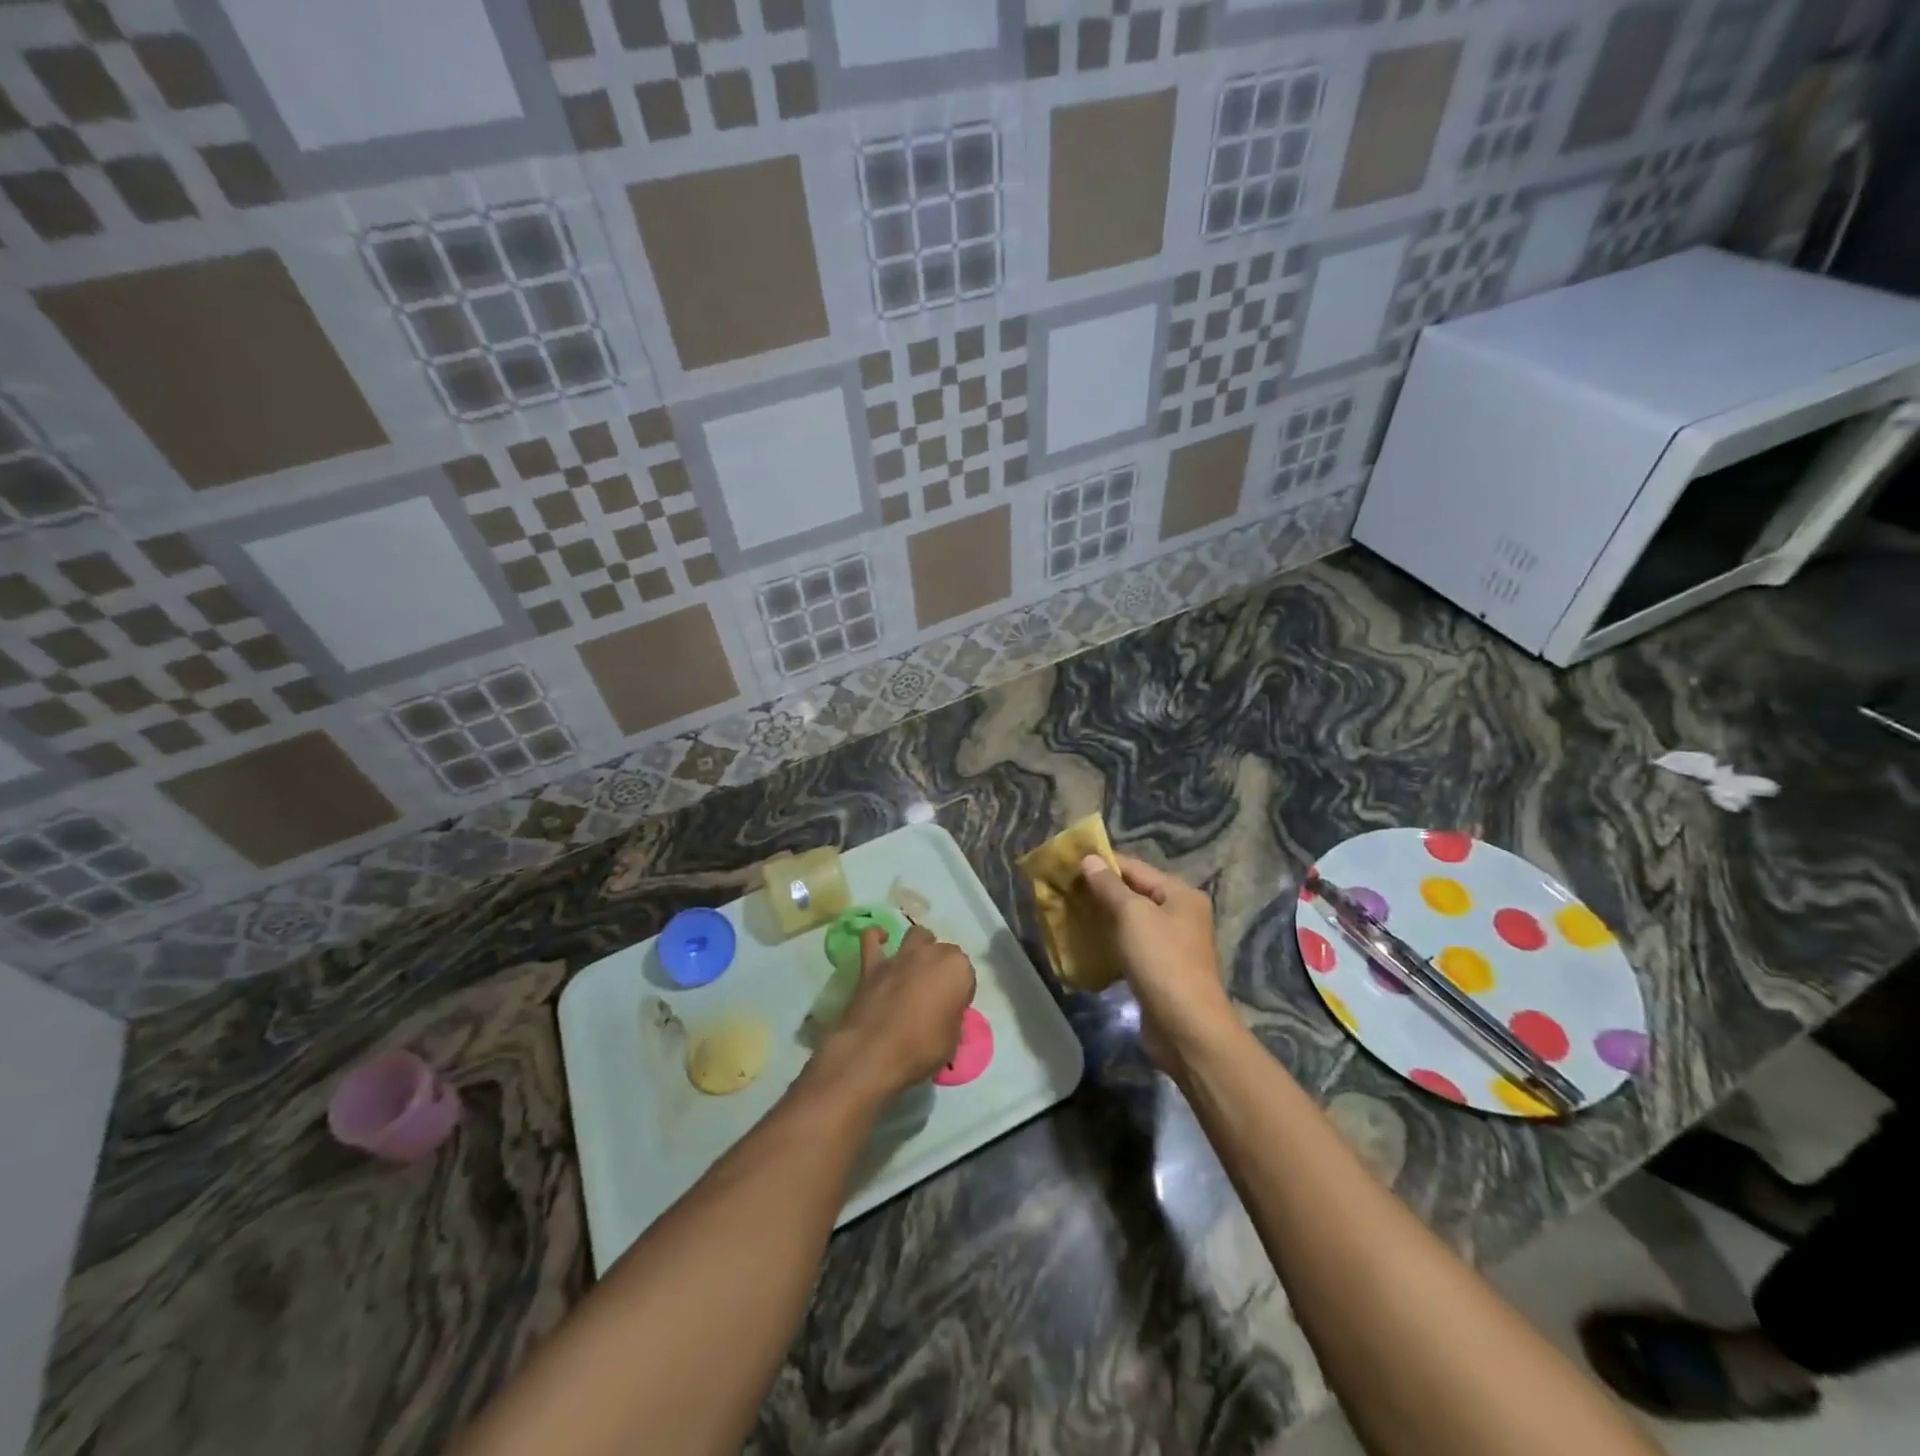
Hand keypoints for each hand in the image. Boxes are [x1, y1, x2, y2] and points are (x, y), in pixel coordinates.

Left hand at [814, 924, 975, 1101]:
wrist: (874, 1052)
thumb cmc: (922, 1048)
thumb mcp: (952, 1040)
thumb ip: (952, 1018)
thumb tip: (945, 1015)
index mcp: (957, 969)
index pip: (967, 973)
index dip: (961, 991)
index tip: (954, 1009)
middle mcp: (931, 953)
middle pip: (944, 951)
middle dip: (943, 967)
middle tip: (936, 993)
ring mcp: (900, 955)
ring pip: (917, 935)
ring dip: (920, 946)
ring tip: (916, 967)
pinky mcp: (872, 963)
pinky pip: (871, 938)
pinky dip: (876, 938)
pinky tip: (880, 942)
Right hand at [1078, 854, 1237, 1075]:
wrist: (1186, 1028)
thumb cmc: (1161, 961)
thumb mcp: (1132, 915)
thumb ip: (1109, 886)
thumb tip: (1090, 859)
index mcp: (1180, 894)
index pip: (1135, 867)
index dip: (1102, 863)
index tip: (1068, 864)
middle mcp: (1181, 914)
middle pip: (1135, 893)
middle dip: (1100, 891)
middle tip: (1065, 890)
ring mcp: (1173, 944)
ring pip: (1131, 921)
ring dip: (1103, 917)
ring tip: (1070, 913)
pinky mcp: (1162, 970)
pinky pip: (1132, 945)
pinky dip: (1111, 942)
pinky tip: (1088, 944)